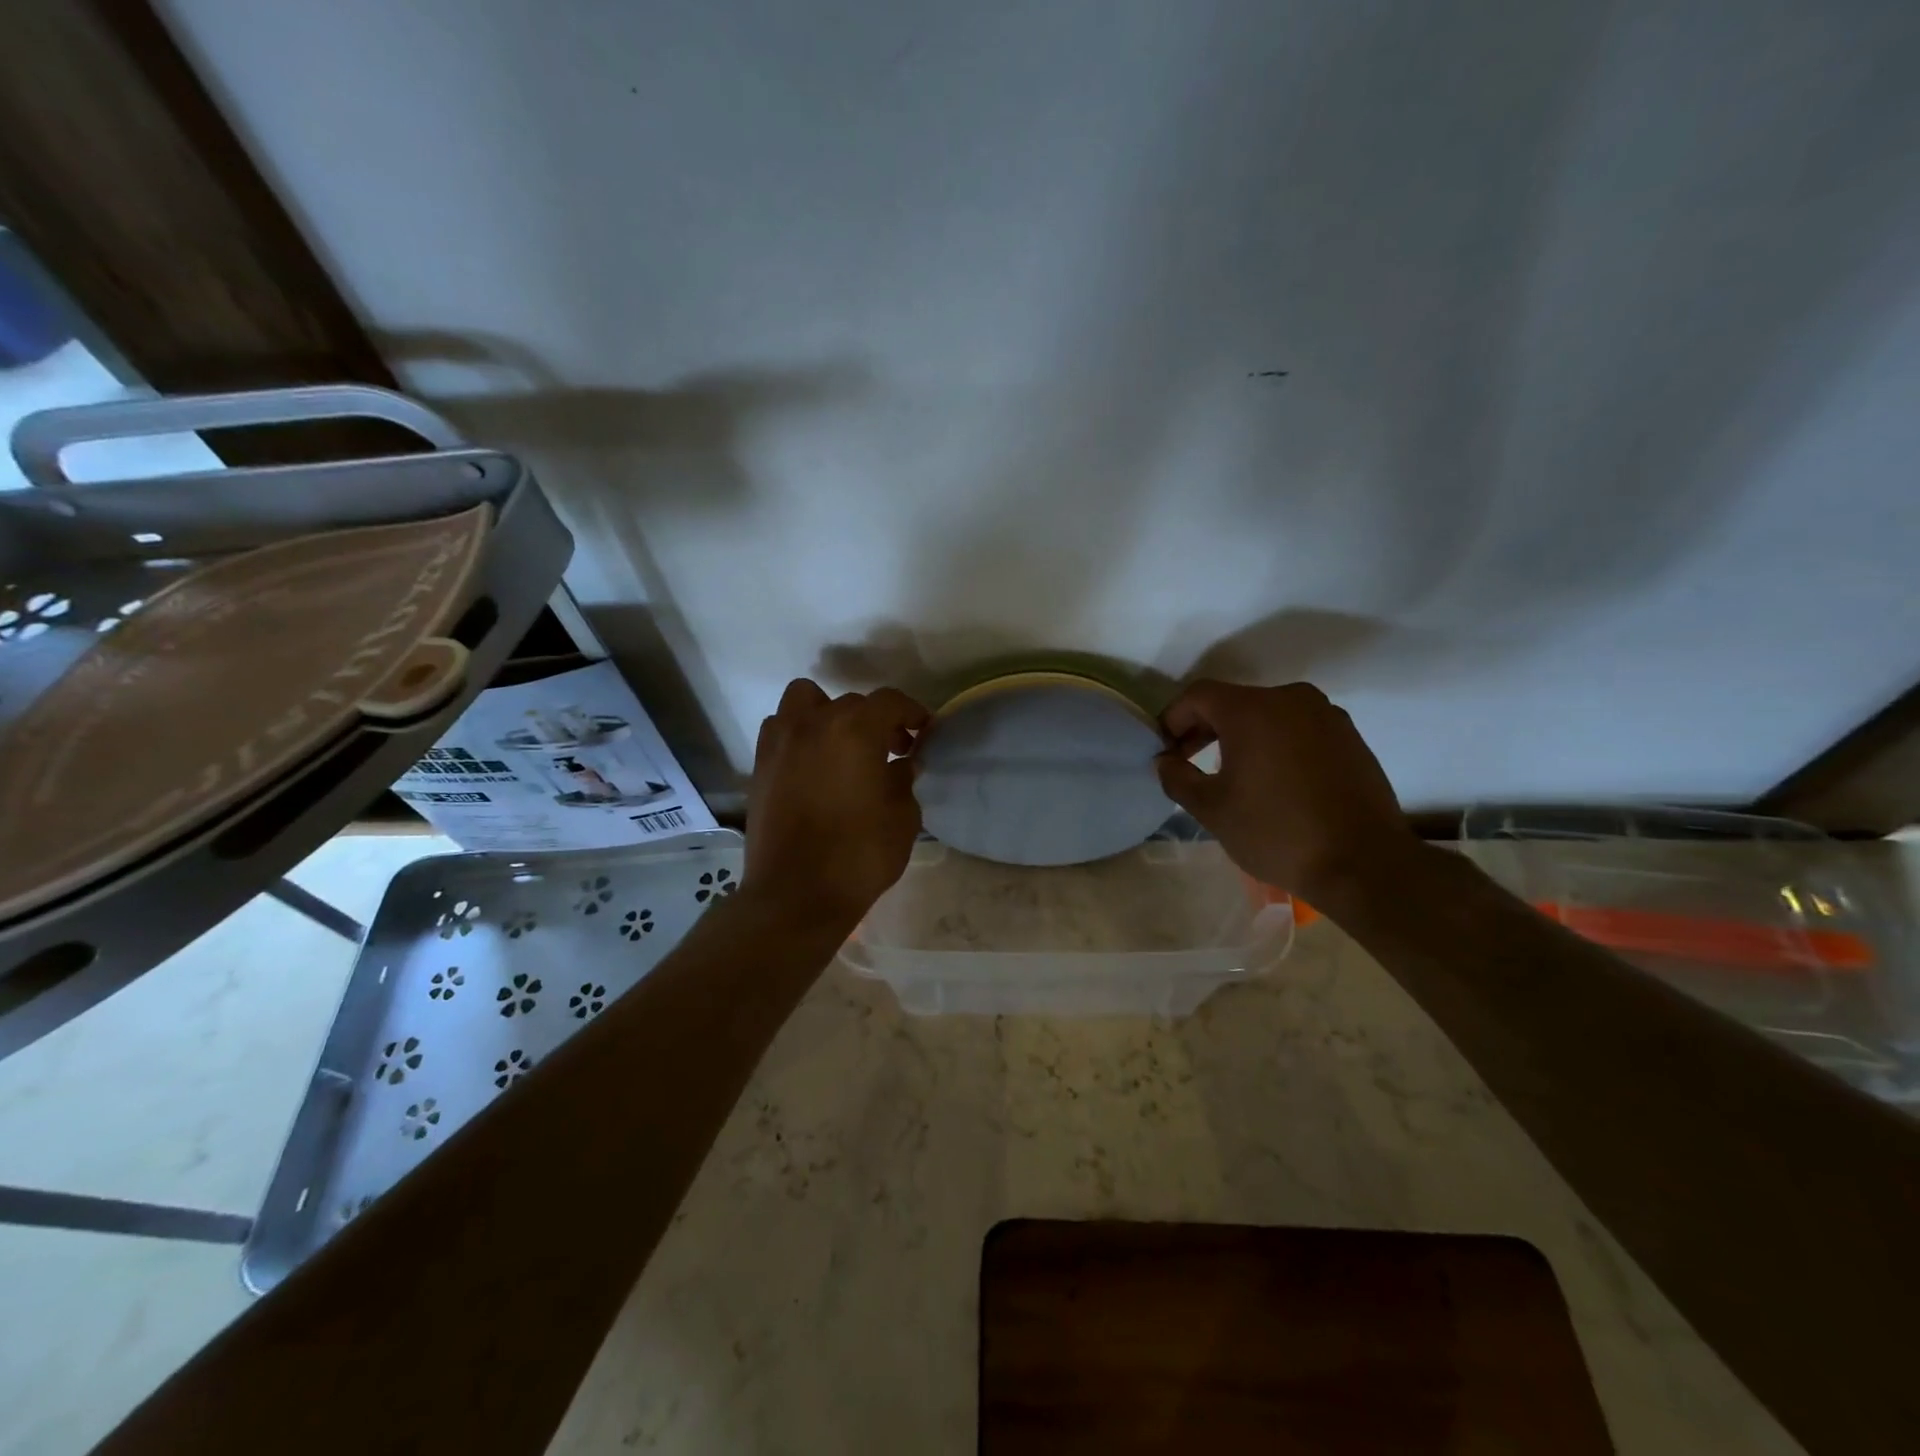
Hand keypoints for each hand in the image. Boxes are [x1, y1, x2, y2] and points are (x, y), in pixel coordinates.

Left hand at [745, 679, 930, 929]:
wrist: (795, 895)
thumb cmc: (858, 856)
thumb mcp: (902, 819)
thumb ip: (904, 781)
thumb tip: (901, 764)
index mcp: (855, 729)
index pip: (890, 702)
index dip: (912, 713)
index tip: (923, 733)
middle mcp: (814, 723)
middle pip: (851, 702)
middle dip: (875, 721)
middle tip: (892, 750)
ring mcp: (781, 742)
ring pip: (805, 701)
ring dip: (828, 714)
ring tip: (843, 746)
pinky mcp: (760, 765)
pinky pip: (782, 730)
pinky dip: (800, 735)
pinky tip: (814, 765)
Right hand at [1155, 680, 1421, 903]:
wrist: (1363, 863)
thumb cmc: (1276, 832)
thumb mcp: (1211, 809)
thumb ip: (1178, 777)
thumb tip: (1165, 761)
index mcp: (1252, 710)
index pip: (1198, 696)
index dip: (1173, 718)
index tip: (1166, 750)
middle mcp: (1290, 699)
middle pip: (1234, 702)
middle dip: (1205, 728)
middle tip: (1189, 761)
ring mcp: (1326, 715)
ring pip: (1268, 714)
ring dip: (1242, 736)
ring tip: (1232, 773)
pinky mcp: (1350, 736)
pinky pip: (1298, 728)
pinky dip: (1276, 743)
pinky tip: (1273, 780)